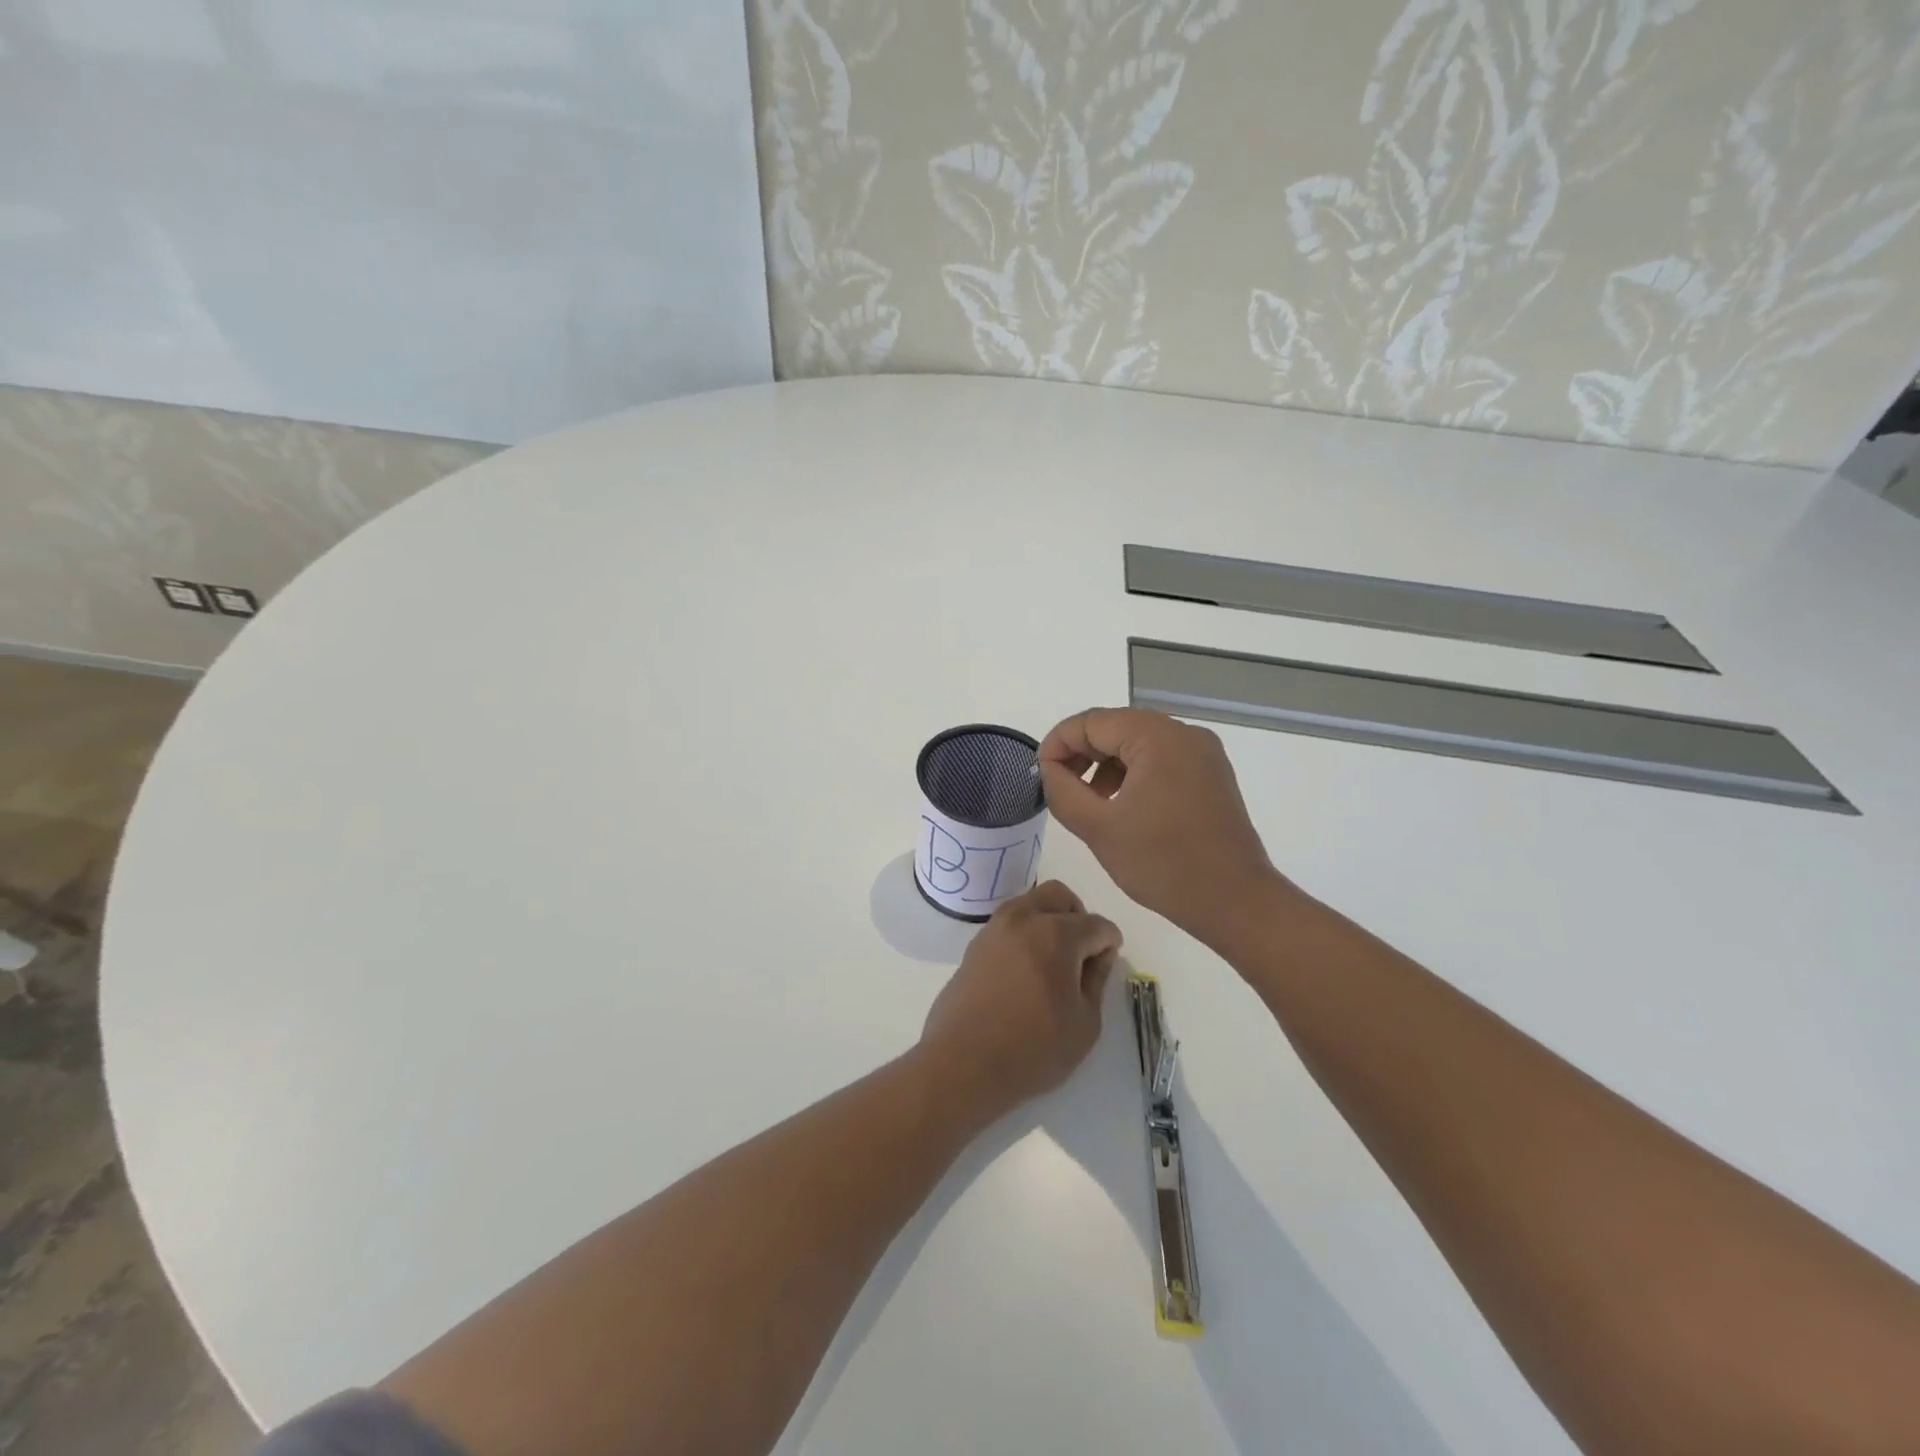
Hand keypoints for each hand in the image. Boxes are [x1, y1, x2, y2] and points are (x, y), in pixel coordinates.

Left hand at [918, 881, 1121, 1117]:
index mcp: (1056, 933)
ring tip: (1054, 962)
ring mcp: (994, 929)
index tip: (1108, 964)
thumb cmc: (1033, 1049)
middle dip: (1078, 916)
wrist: (963, 1064)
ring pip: (1030, 903)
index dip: (1109, 943)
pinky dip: (1024, 933)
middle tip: (1083, 953)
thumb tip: (1098, 955)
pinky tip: (1027, 971)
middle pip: (1059, 895)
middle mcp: (1023, 919)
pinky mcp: (974, 946)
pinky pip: (1008, 924)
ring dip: (1048, 920)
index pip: (1096, 924)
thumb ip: (1096, 980)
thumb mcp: (1085, 1023)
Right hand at [1039, 707, 1282, 945]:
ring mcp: (1203, 753)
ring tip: (1089, 801)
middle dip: (1081, 753)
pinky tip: (1121, 806)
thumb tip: (1048, 767)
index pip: (1092, 722)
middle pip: (1116, 727)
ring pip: (1138, 743)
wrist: (1235, 902)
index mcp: (1158, 737)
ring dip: (1106, 765)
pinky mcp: (1211, 775)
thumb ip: (1062, 790)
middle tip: (1059, 787)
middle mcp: (1184, 733)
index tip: (1039, 775)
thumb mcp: (1098, 827)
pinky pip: (1161, 760)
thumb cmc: (1163, 864)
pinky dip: (1133, 774)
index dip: (1058, 744)